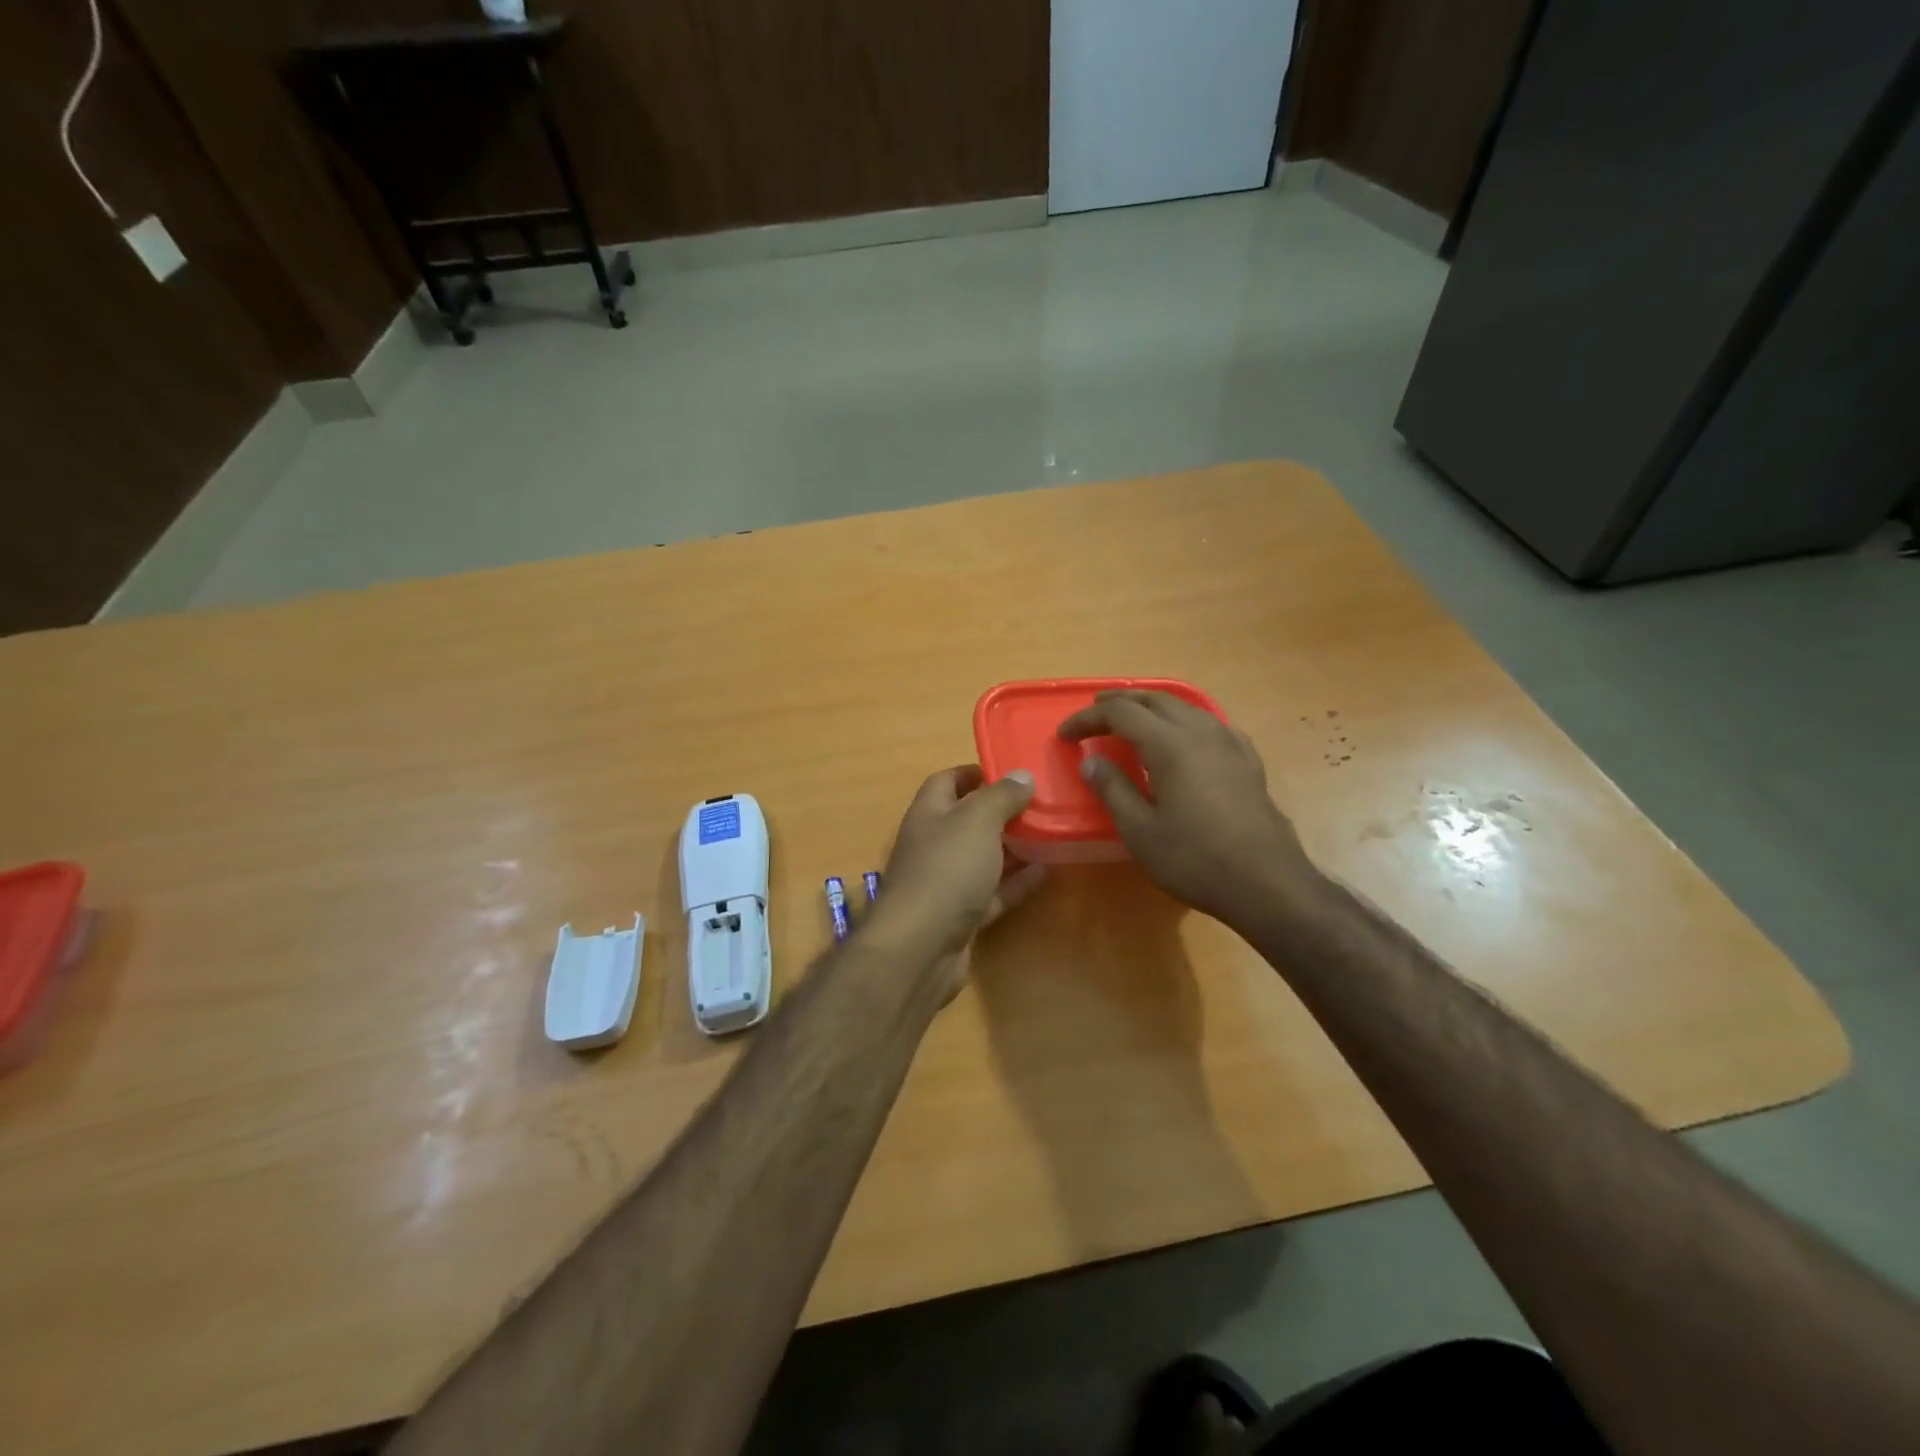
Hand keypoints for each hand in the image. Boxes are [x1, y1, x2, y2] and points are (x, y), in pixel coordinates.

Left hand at [865, 766, 1049, 997]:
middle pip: (967, 820)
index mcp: (928, 814)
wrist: (919, 948)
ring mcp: (945, 883)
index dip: (973, 773)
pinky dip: (1016, 882)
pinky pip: (992, 892)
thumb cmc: (945, 870)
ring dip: (1013, 847)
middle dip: (1001, 811)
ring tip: (1050, 833)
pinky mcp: (960, 916)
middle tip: (1040, 803)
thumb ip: (1001, 796)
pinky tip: (1046, 872)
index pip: (946, 782)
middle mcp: (933, 845)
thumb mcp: (977, 821)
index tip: (1009, 771)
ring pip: (982, 858)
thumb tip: (1021, 775)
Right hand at [1058, 690, 1319, 928]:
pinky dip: (1186, 721)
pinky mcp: (1248, 762)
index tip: (1064, 735)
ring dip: (1153, 707)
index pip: (1120, 714)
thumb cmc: (1195, 859)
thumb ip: (1113, 789)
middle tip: (1094, 714)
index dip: (1088, 718)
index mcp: (1169, 745)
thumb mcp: (1140, 831)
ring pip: (1186, 707)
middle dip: (1120, 702)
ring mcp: (1229, 745)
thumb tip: (1091, 762)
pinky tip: (1187, 738)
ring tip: (1133, 719)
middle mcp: (1200, 733)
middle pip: (1154, 700)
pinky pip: (1211, 725)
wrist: (1266, 883)